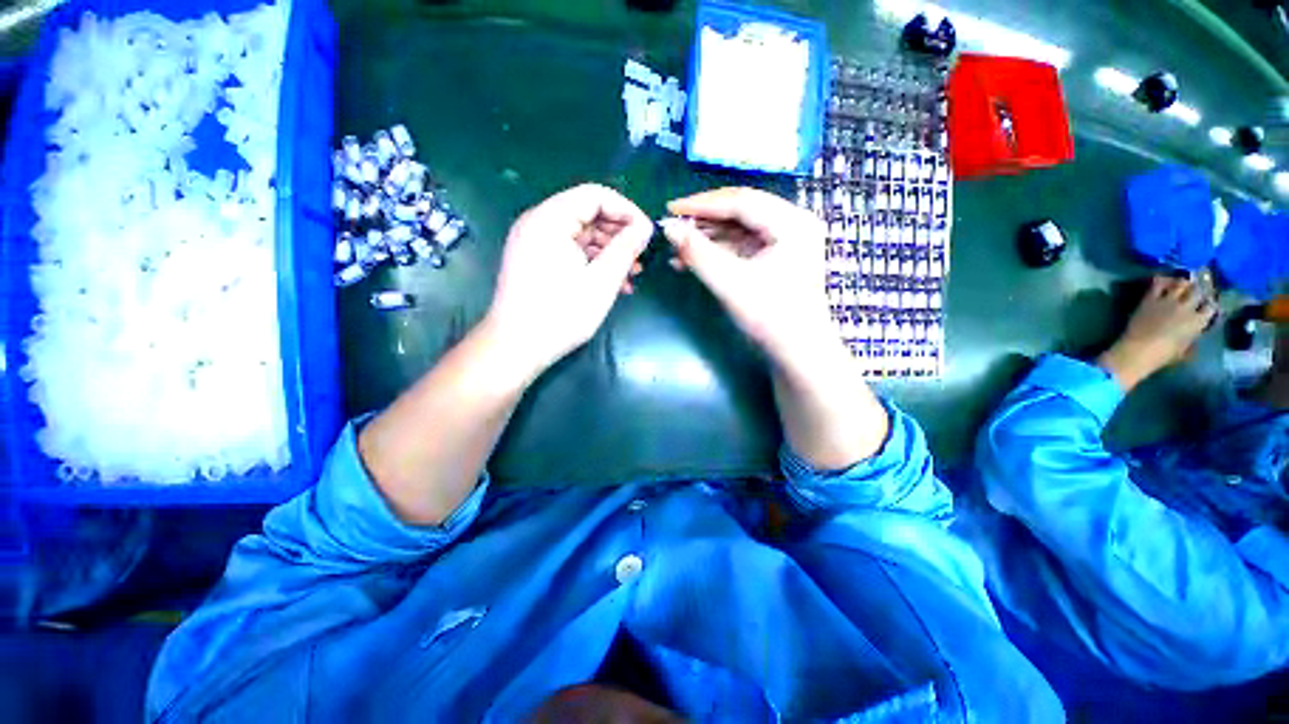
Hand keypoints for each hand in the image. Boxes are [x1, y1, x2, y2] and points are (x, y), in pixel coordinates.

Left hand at [484, 184, 652, 380]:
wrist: (516, 347)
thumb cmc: (560, 314)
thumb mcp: (601, 282)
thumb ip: (625, 249)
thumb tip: (645, 228)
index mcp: (550, 220)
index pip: (595, 196)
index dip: (626, 210)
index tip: (646, 233)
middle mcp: (539, 224)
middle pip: (587, 214)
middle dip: (619, 234)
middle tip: (641, 257)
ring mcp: (535, 243)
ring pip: (581, 235)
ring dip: (609, 251)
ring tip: (632, 275)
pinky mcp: (536, 261)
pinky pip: (571, 251)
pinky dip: (593, 262)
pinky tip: (613, 283)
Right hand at [660, 187, 837, 372]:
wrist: (797, 353)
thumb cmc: (771, 318)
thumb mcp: (731, 283)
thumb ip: (698, 253)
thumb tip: (667, 227)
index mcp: (792, 223)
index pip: (741, 201)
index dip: (702, 204)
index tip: (669, 208)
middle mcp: (793, 223)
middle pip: (741, 211)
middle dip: (703, 221)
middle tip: (672, 226)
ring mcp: (786, 241)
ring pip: (739, 228)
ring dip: (707, 237)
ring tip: (677, 247)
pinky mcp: (776, 257)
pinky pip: (742, 245)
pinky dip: (718, 251)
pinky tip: (691, 259)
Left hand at [1097, 275, 1217, 391]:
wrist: (1138, 350)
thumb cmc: (1163, 355)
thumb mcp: (1185, 349)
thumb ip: (1193, 337)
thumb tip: (1196, 331)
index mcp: (1198, 321)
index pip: (1211, 306)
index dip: (1209, 303)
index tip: (1207, 303)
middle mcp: (1186, 307)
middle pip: (1198, 290)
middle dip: (1199, 289)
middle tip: (1197, 289)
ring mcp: (1168, 301)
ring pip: (1181, 284)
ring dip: (1183, 283)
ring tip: (1183, 284)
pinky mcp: (1150, 299)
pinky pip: (1158, 283)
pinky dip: (1163, 280)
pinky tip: (1164, 280)